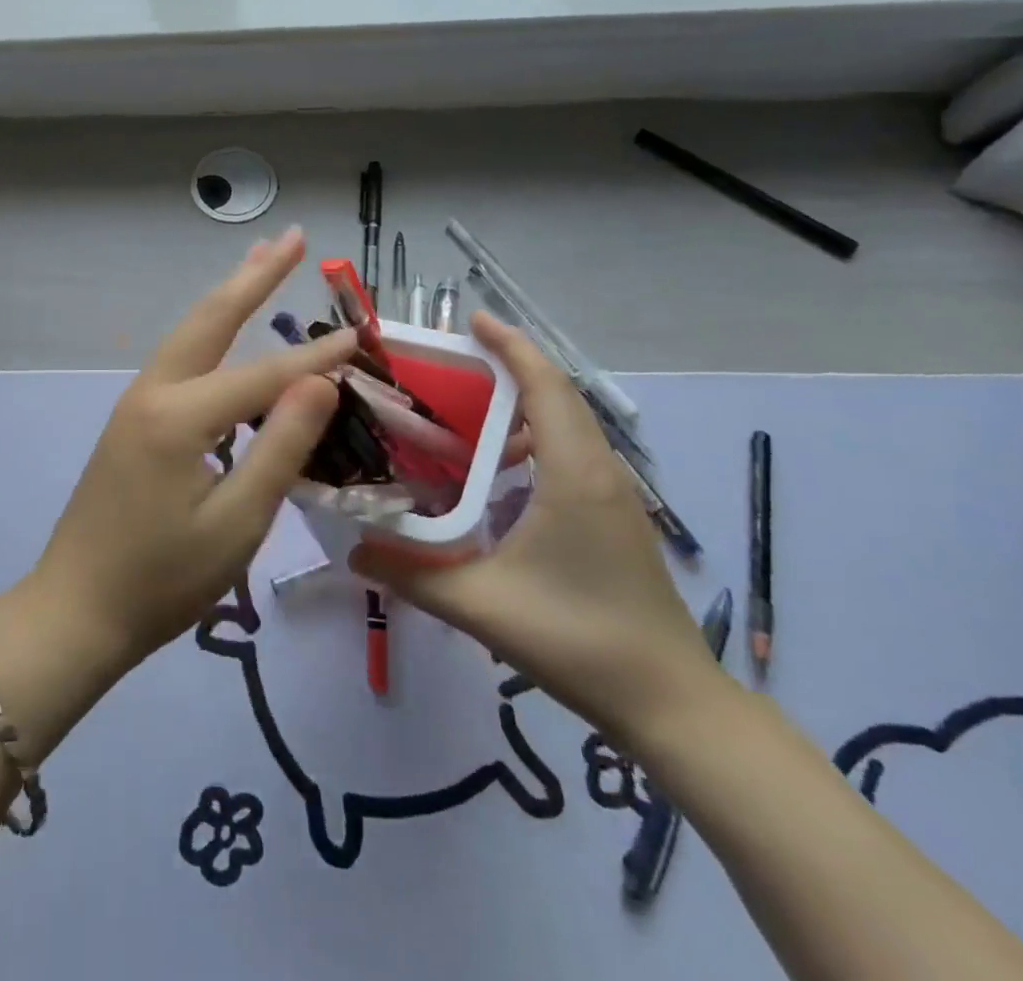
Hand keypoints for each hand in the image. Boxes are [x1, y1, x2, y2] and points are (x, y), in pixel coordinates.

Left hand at [32, 228, 354, 669]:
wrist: (77, 609)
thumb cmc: (162, 579)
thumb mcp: (237, 522)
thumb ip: (281, 447)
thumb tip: (320, 381)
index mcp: (179, 416)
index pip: (264, 375)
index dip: (316, 359)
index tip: (361, 334)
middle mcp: (153, 392)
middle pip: (211, 319)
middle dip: (254, 276)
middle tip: (292, 237)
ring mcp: (136, 403)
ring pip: (191, 334)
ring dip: (229, 296)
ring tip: (262, 261)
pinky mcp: (132, 420)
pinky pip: (181, 361)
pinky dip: (211, 333)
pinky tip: (227, 332)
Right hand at [351, 312, 717, 750]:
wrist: (670, 703)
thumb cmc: (578, 640)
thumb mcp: (481, 606)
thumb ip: (411, 574)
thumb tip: (352, 549)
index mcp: (573, 474)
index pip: (544, 386)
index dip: (510, 346)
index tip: (472, 319)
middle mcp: (598, 470)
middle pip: (557, 393)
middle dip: (510, 363)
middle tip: (451, 358)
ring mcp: (612, 494)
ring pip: (567, 422)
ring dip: (522, 400)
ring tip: (465, 405)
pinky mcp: (613, 515)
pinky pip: (572, 450)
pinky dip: (534, 433)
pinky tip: (497, 466)